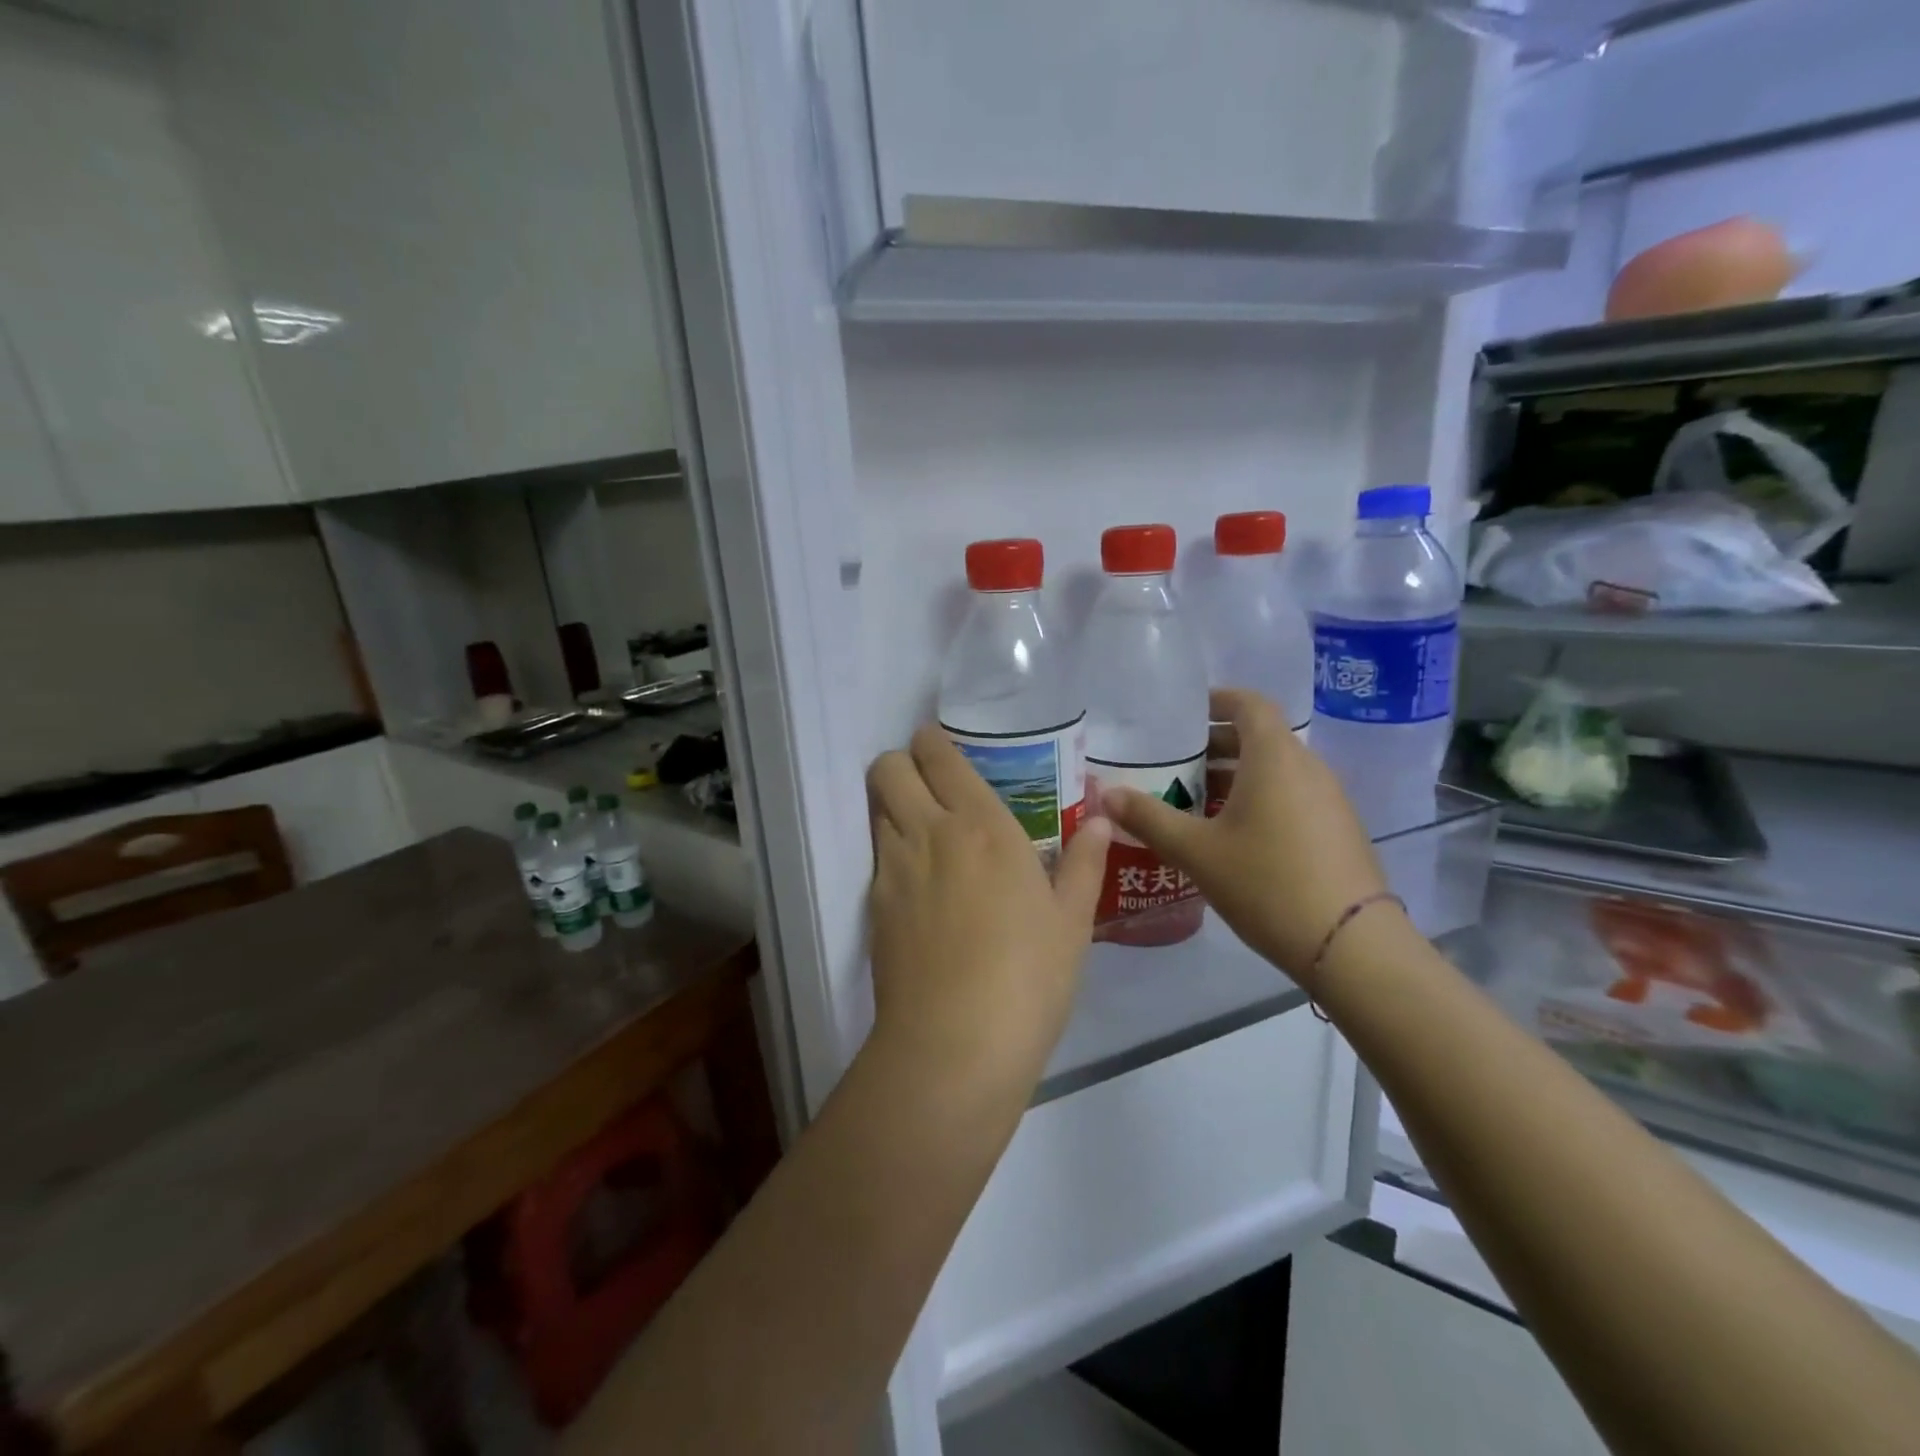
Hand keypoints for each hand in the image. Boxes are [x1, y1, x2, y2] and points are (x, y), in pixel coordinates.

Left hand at [867, 726, 1111, 1087]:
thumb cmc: (1028, 978)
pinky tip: (919, 888)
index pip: (937, 754)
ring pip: (876, 808)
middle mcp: (928, 832)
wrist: (955, 1044)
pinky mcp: (873, 905)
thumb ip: (1085, 862)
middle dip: (902, 764)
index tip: (944, 750)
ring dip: (893, 806)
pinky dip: (891, 853)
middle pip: (888, 768)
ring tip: (927, 835)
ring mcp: (893, 868)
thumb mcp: (1071, 921)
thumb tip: (1102, 819)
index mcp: (981, 825)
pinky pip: (876, 857)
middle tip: (931, 787)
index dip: (933, 742)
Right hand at [1100, 689, 1388, 992]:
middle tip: (1175, 762)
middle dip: (1217, 744)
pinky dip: (1260, 799)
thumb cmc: (1267, 883)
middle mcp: (1307, 767)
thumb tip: (1106, 794)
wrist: (1350, 945)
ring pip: (1276, 770)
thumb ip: (1149, 818)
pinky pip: (1292, 796)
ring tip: (1195, 800)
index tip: (1184, 712)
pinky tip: (1233, 835)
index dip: (1217, 700)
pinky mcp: (1338, 829)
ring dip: (1236, 776)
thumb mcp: (1196, 851)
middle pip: (1260, 737)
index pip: (1249, 704)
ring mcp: (1329, 799)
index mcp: (1275, 757)